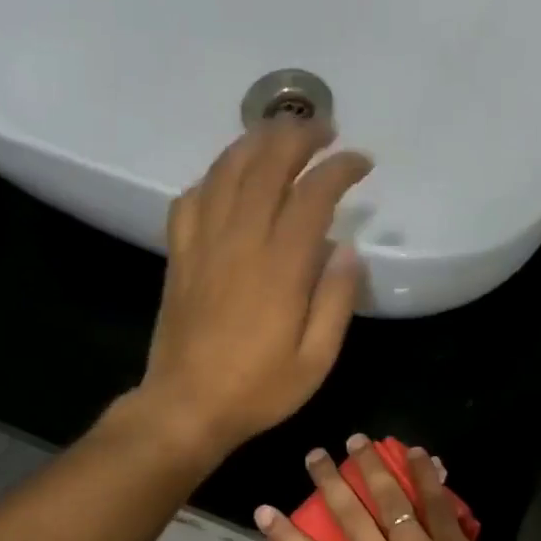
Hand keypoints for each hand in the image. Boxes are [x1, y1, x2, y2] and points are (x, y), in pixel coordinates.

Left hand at [139, 120, 372, 457]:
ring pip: (226, 169)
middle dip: (299, 137)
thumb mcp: (315, 361)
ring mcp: (203, 244)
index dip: (340, 169)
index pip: (313, 194)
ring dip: (255, 141)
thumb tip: (349, 250)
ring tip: (279, 136)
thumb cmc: (258, 391)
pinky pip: (191, 197)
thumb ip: (336, 302)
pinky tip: (227, 178)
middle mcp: (240, 241)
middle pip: (267, 164)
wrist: (187, 407)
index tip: (362, 163)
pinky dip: (213, 177)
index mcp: (280, 267)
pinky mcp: (179, 256)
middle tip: (324, 133)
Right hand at [256, 434, 524, 540]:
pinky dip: (425, 474)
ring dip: (371, 465)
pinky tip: (417, 452)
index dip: (285, 534)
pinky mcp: (451, 540)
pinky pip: (435, 501)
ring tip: (358, 440)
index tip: (265, 510)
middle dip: (328, 480)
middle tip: (316, 454)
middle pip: (348, 514)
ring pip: (389, 497)